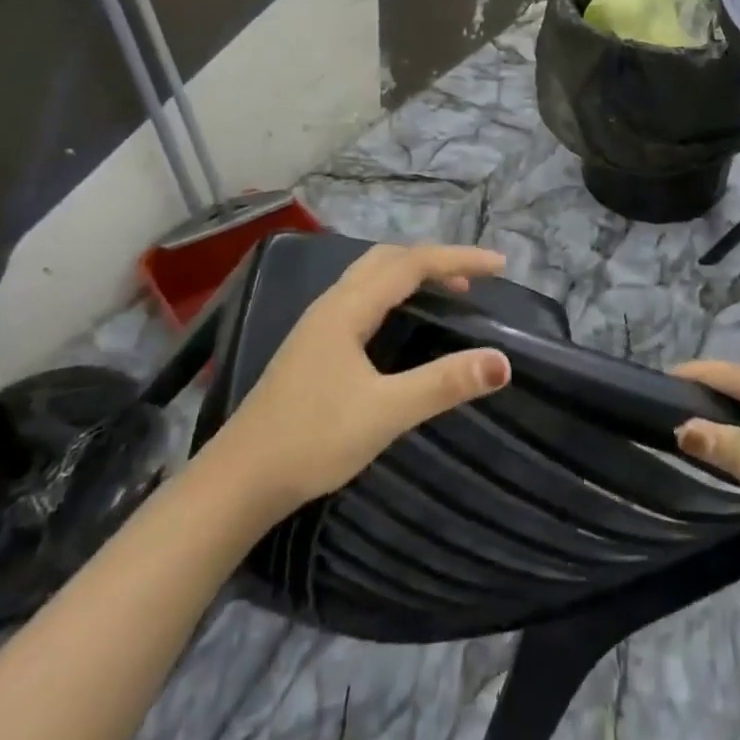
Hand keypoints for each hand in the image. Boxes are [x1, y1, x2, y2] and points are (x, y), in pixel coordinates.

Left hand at [210, 243, 511, 517]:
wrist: (238, 480)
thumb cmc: (312, 439)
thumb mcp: (385, 412)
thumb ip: (443, 384)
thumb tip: (502, 362)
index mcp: (348, 307)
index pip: (412, 263)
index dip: (458, 260)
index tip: (500, 267)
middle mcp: (332, 303)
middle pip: (390, 259)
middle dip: (435, 261)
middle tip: (474, 280)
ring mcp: (318, 323)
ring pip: (372, 276)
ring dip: (412, 274)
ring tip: (447, 294)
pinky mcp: (312, 345)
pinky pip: (363, 296)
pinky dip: (394, 292)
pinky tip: (400, 321)